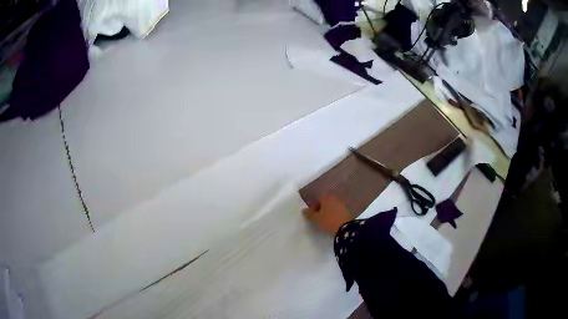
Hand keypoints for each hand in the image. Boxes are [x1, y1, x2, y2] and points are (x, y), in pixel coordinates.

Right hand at [303, 195, 352, 234]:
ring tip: (325, 219)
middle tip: (317, 217)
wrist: (345, 228)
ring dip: (327, 211)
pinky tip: (332, 220)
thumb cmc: (328, 221)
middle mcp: (334, 198)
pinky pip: (337, 210)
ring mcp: (342, 204)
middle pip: (325, 202)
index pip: (317, 199)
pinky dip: (334, 213)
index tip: (311, 215)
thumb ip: (309, 214)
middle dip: (320, 208)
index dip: (313, 207)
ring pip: (331, 206)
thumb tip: (304, 210)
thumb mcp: (316, 219)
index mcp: (326, 197)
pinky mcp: (347, 210)